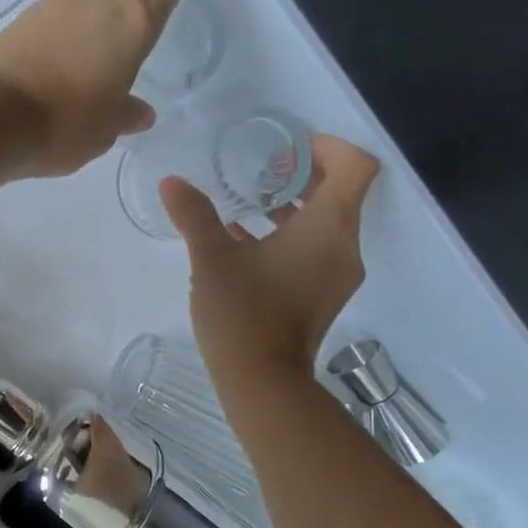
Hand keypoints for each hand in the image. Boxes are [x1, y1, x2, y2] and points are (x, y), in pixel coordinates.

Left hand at [0, 0, 206, 176]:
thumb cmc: (62, 125)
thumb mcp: (103, 130)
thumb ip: (124, 115)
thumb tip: (139, 113)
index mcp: (133, 19)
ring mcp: (55, 3)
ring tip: (109, 20)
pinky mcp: (23, 17)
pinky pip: (62, 4)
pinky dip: (75, 12)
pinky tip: (72, 39)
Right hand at [161, 135, 380, 381]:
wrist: (262, 380)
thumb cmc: (242, 311)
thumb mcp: (211, 258)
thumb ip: (194, 215)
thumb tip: (171, 182)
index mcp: (328, 228)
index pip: (355, 167)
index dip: (328, 146)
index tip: (287, 147)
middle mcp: (344, 247)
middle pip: (342, 193)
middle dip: (305, 174)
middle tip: (261, 170)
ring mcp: (337, 275)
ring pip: (327, 224)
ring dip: (295, 207)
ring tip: (250, 204)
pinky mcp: (323, 296)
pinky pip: (316, 250)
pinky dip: (291, 236)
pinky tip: (247, 242)